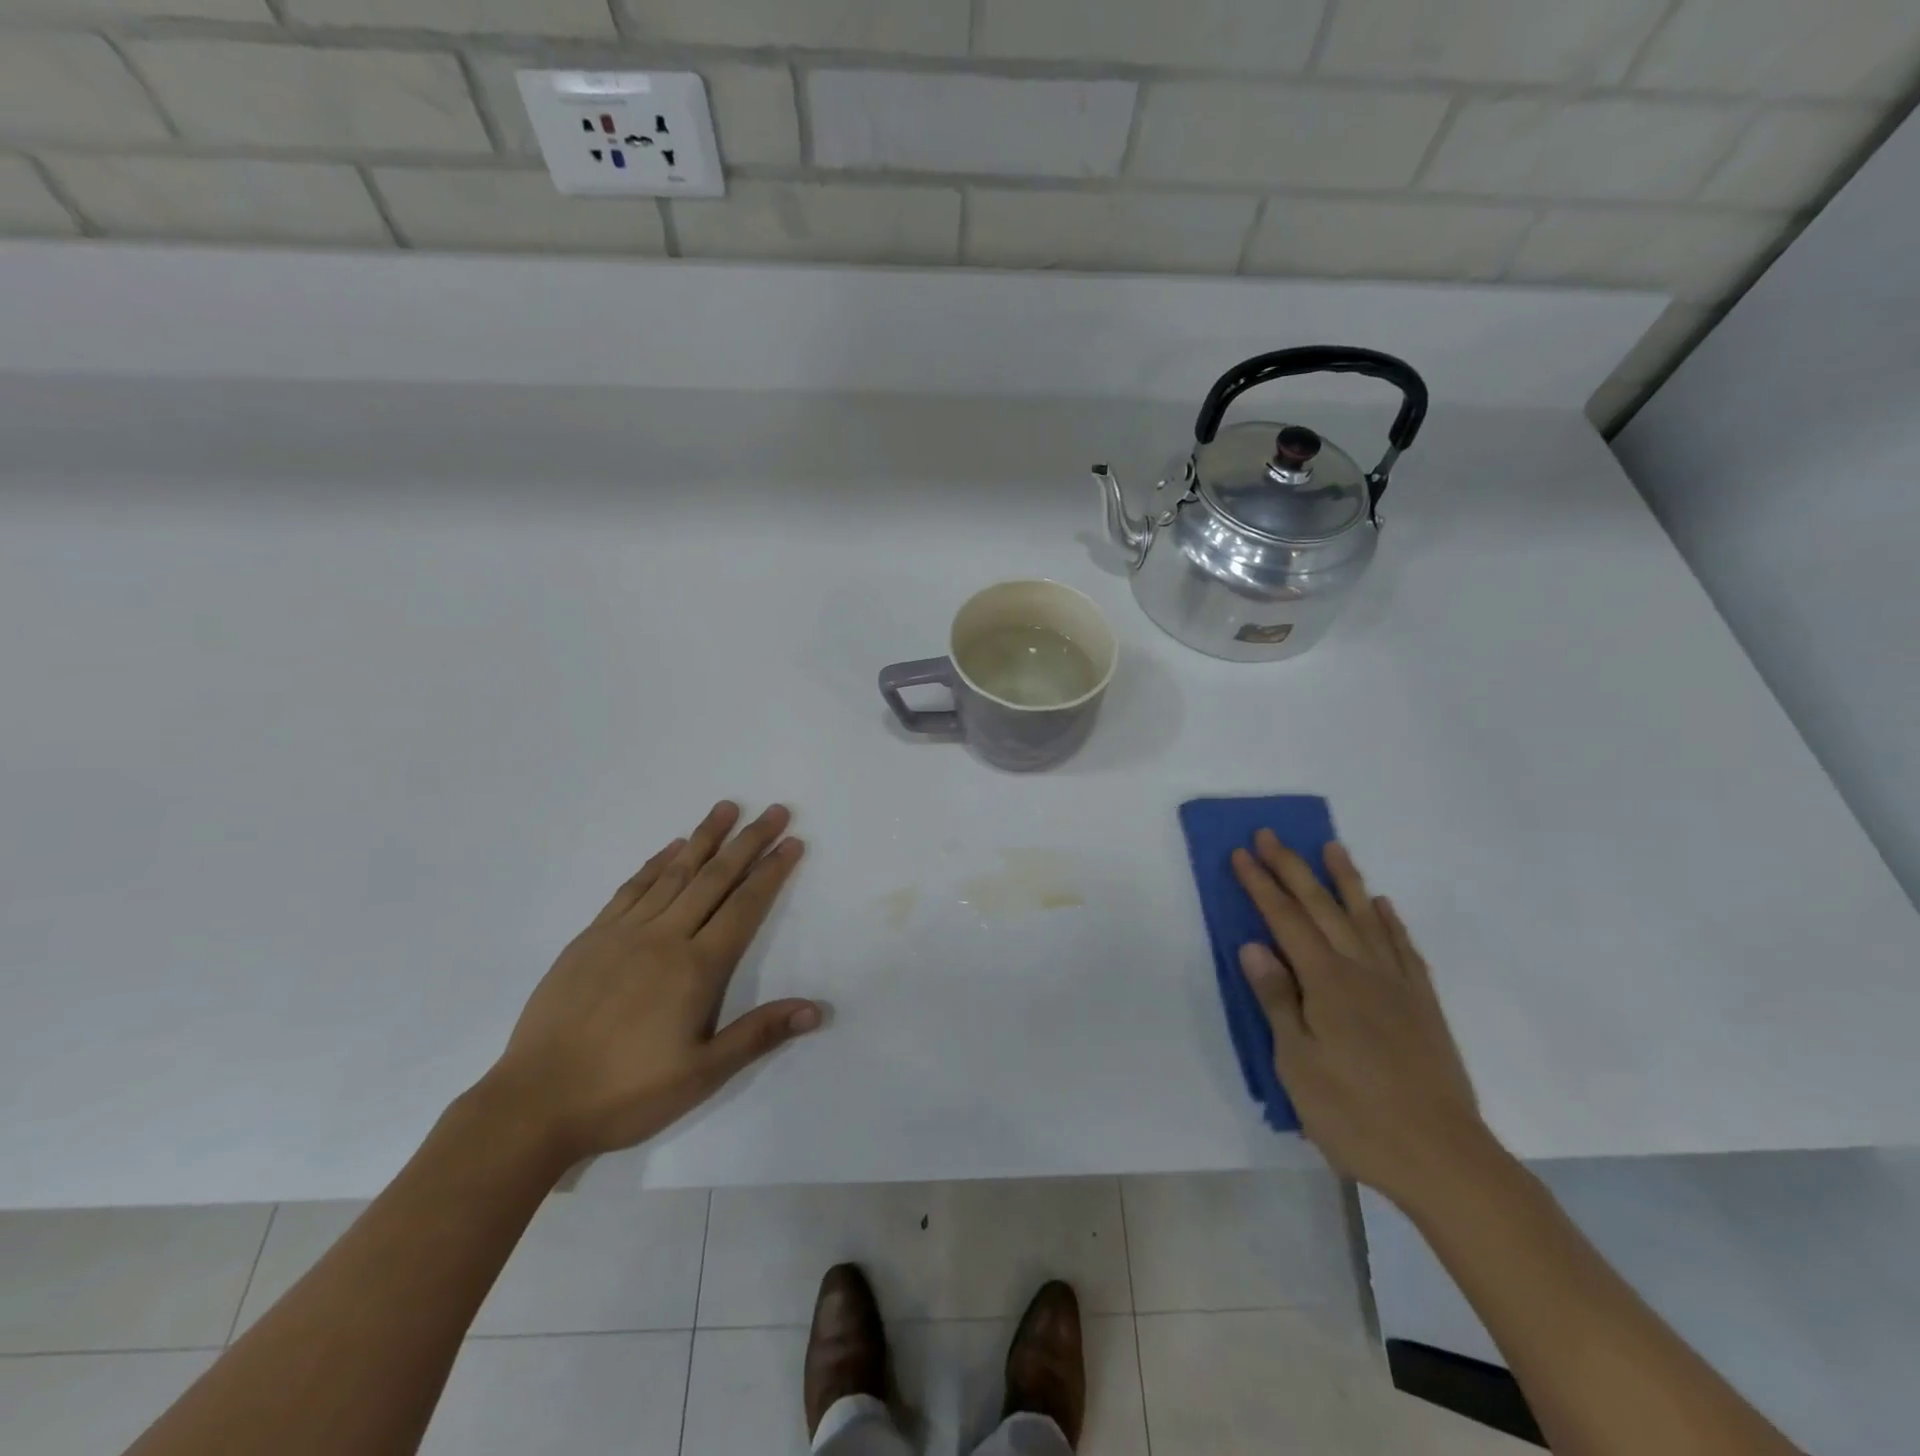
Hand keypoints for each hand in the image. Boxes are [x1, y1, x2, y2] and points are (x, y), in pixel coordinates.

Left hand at [480, 801, 822, 1167]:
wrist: (534, 1103)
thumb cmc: (626, 1093)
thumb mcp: (702, 1075)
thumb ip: (758, 1034)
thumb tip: (816, 1010)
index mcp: (696, 968)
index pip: (744, 906)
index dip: (771, 871)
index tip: (792, 841)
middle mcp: (664, 938)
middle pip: (714, 878)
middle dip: (748, 841)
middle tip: (774, 810)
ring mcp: (623, 933)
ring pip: (673, 873)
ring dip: (703, 838)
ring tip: (726, 809)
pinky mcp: (590, 938)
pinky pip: (630, 888)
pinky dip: (655, 862)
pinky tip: (671, 848)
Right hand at [1232, 834, 1501, 1212]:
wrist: (1445, 1159)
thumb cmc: (1355, 1114)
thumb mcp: (1297, 1064)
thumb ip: (1277, 1000)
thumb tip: (1254, 946)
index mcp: (1326, 983)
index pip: (1286, 920)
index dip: (1261, 885)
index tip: (1242, 853)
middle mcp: (1362, 971)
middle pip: (1322, 907)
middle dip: (1293, 868)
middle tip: (1271, 835)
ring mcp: (1398, 986)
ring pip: (1366, 918)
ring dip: (1345, 879)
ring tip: (1332, 847)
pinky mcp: (1423, 1005)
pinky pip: (1403, 948)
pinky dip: (1390, 921)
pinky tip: (1382, 907)